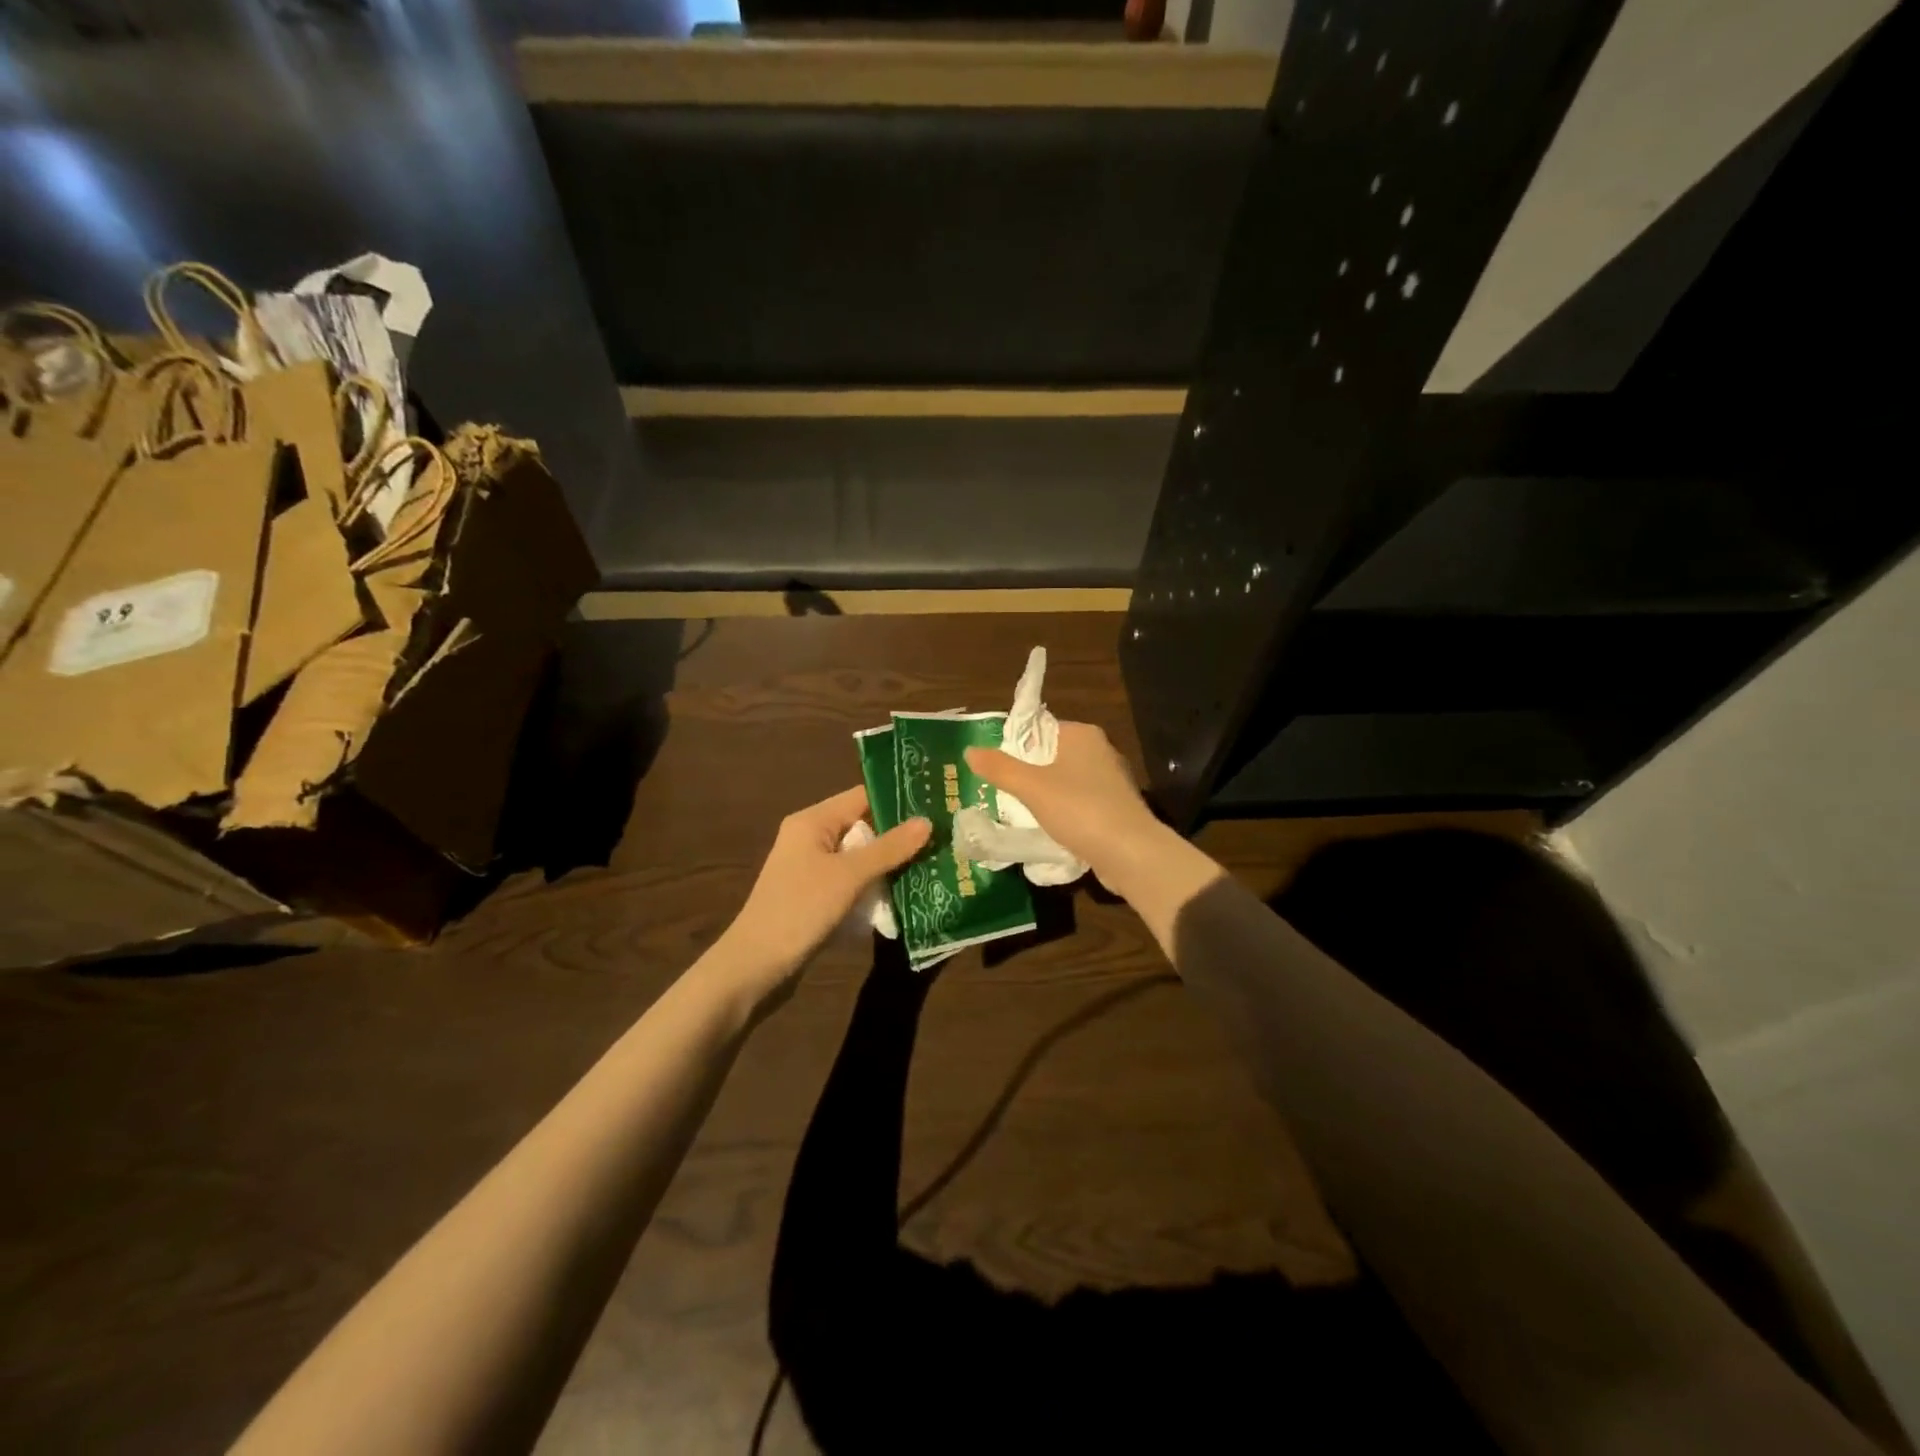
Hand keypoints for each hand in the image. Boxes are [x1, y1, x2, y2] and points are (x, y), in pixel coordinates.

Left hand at [714, 786, 930, 1005]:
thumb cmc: (800, 909)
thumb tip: (927, 821)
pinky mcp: (814, 896)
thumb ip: (889, 848)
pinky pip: (850, 882)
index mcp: (812, 821)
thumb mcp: (849, 876)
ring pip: (859, 858)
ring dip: (887, 865)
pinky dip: (872, 887)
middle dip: (898, 837)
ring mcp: (810, 869)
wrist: (755, 966)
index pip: (862, 797)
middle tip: (940, 842)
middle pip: (863, 827)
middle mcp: (810, 838)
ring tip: (930, 868)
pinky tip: (900, 897)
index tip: (935, 809)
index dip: (898, 802)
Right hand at [965, 722, 1173, 899]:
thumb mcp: (1032, 788)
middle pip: (1052, 756)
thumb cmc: (1080, 810)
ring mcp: (1112, 782)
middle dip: (1028, 773)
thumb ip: (1000, 768)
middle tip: (1000, 791)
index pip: (1041, 728)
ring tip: (1019, 812)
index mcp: (1083, 735)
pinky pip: (1081, 804)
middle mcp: (1101, 751)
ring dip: (1046, 796)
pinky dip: (1065, 814)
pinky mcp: (1117, 809)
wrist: (1131, 853)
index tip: (995, 766)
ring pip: (1067, 782)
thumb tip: (969, 750)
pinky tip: (1048, 830)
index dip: (1016, 745)